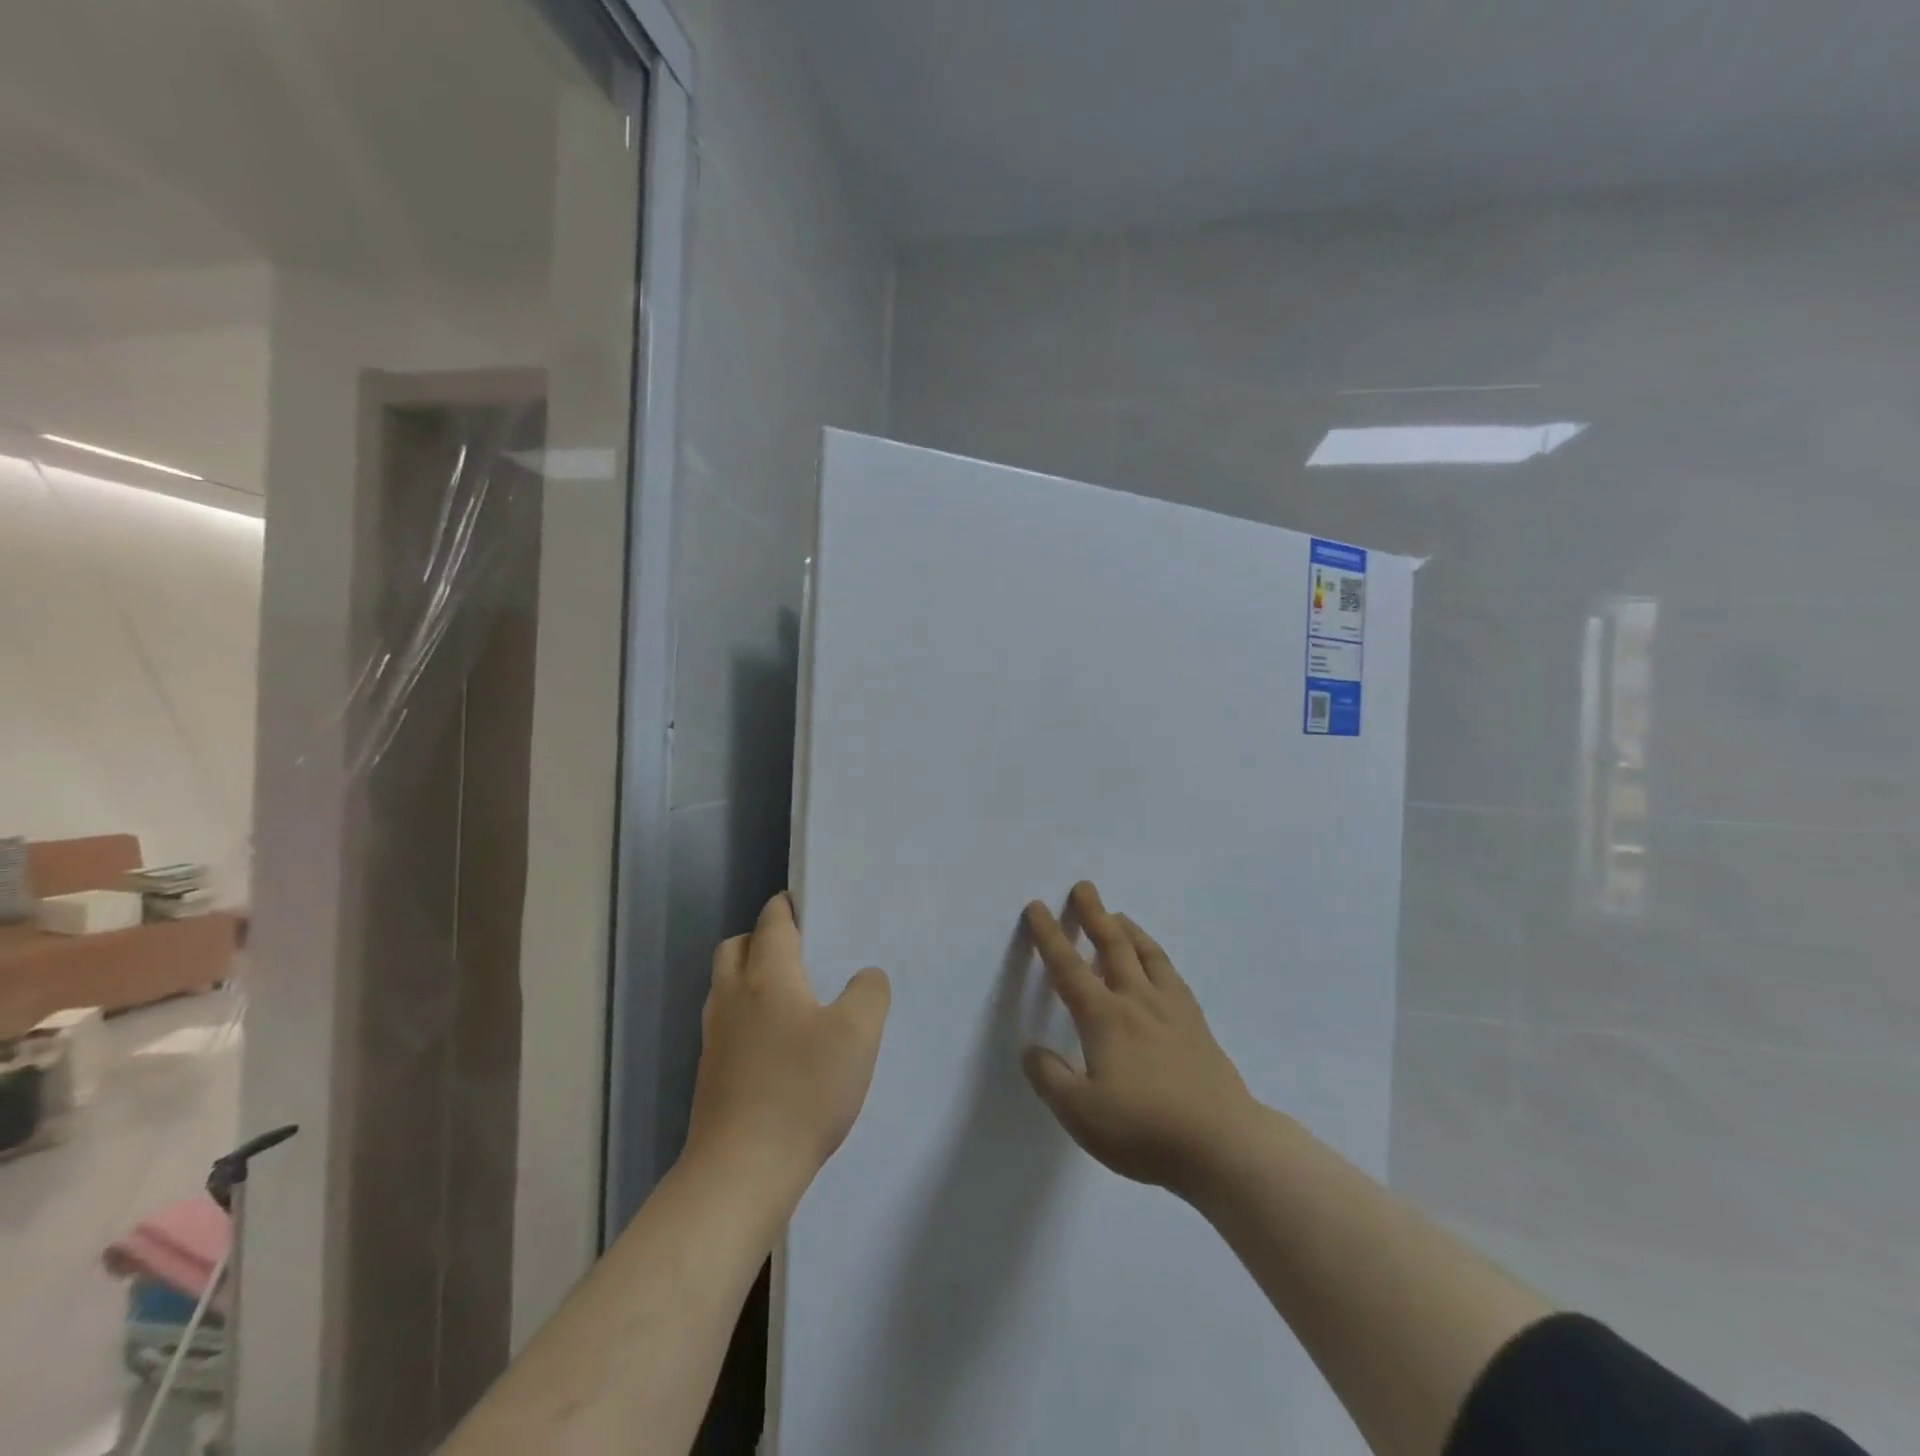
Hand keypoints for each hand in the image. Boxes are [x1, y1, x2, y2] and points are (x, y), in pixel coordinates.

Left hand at [683, 893, 890, 1209]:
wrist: (741, 1172)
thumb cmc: (803, 1090)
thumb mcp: (858, 1034)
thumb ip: (869, 993)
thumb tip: (865, 977)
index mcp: (767, 976)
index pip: (772, 922)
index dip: (788, 906)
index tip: (808, 904)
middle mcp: (733, 997)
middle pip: (736, 947)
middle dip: (762, 938)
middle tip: (799, 950)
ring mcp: (715, 1037)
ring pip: (726, 986)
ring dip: (751, 977)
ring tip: (791, 995)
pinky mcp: (710, 1074)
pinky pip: (727, 1023)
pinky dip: (747, 1015)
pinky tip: (777, 1043)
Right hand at [1023, 881, 1257, 1198]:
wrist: (1223, 1145)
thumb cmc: (1145, 1129)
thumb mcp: (1081, 1114)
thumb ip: (1050, 1079)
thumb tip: (1032, 1050)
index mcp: (1104, 1017)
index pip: (1068, 967)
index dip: (1049, 936)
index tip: (1037, 908)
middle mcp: (1137, 1001)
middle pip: (1112, 946)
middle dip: (1094, 914)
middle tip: (1084, 887)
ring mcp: (1172, 1010)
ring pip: (1147, 954)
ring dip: (1128, 930)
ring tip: (1119, 915)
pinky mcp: (1197, 1024)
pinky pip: (1171, 975)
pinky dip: (1157, 957)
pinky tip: (1157, 964)